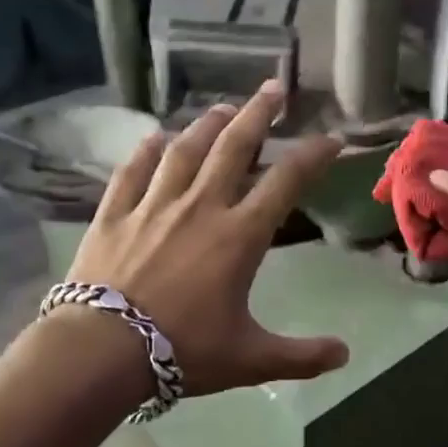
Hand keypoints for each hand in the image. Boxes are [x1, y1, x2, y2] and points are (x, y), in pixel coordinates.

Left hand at [63, 81, 349, 396]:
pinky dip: (146, 151)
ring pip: (185, 151)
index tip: (331, 138)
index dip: (313, 155)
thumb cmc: (183, 350)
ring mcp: (154, 205)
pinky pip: (132, 172)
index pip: (286, 181)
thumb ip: (301, 355)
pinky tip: (154, 137)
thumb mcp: (250, 358)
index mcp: (239, 235)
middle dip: (257, 114)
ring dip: (206, 125)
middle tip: (273, 88)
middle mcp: (201, 206)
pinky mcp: (114, 214)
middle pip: (234, 147)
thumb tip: (345, 356)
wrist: (101, 351)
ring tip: (222, 107)